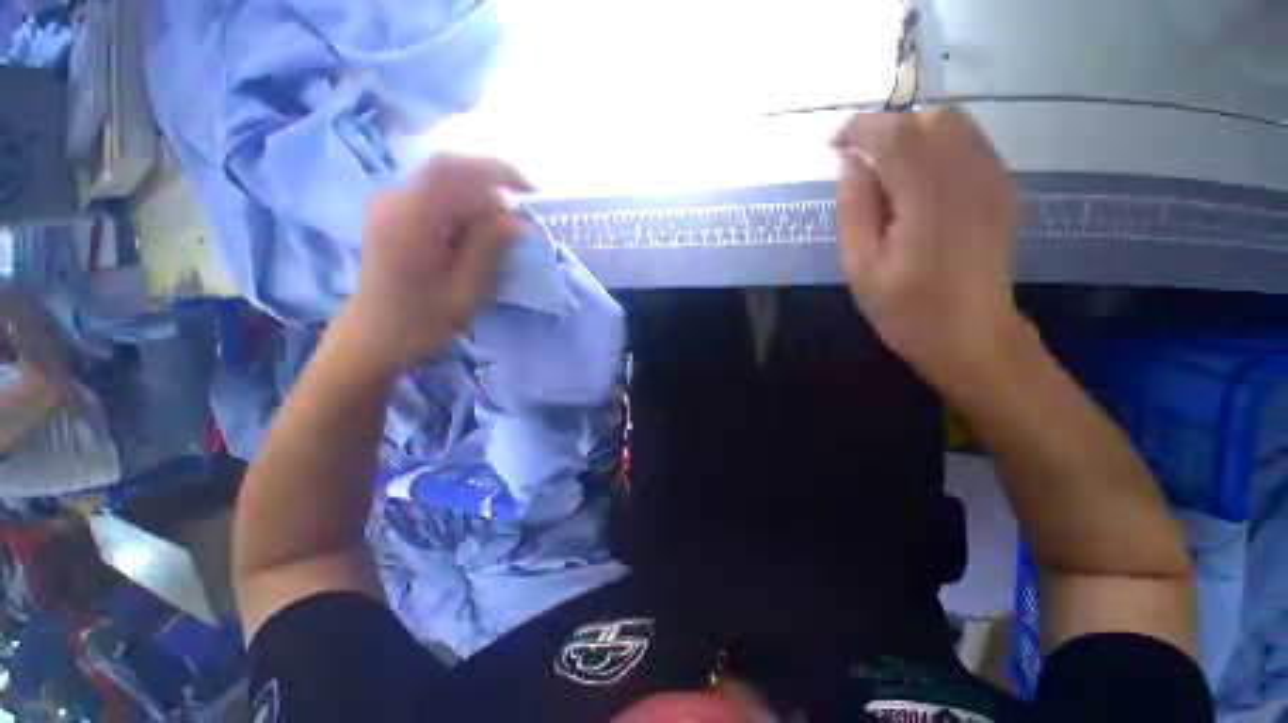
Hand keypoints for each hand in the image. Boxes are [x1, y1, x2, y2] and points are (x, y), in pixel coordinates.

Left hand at [341, 153, 531, 369]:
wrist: (375, 334)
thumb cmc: (421, 320)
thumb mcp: (465, 289)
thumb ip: (489, 247)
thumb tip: (517, 220)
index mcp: (408, 219)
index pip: (452, 168)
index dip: (496, 170)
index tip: (529, 192)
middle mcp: (393, 199)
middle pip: (453, 176)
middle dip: (492, 198)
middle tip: (515, 231)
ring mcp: (390, 202)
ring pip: (448, 187)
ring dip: (479, 207)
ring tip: (495, 241)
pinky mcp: (394, 210)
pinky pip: (438, 198)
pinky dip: (464, 212)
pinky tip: (472, 240)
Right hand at [833, 108, 1027, 392]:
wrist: (971, 334)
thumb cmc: (905, 309)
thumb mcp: (861, 267)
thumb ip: (854, 209)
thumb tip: (847, 161)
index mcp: (928, 201)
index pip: (895, 135)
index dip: (859, 129)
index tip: (834, 144)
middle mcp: (970, 177)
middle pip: (930, 118)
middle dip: (889, 132)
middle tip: (864, 168)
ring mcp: (994, 179)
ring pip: (954, 124)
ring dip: (915, 138)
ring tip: (891, 178)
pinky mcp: (1003, 187)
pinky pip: (969, 144)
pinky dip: (938, 149)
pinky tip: (921, 187)